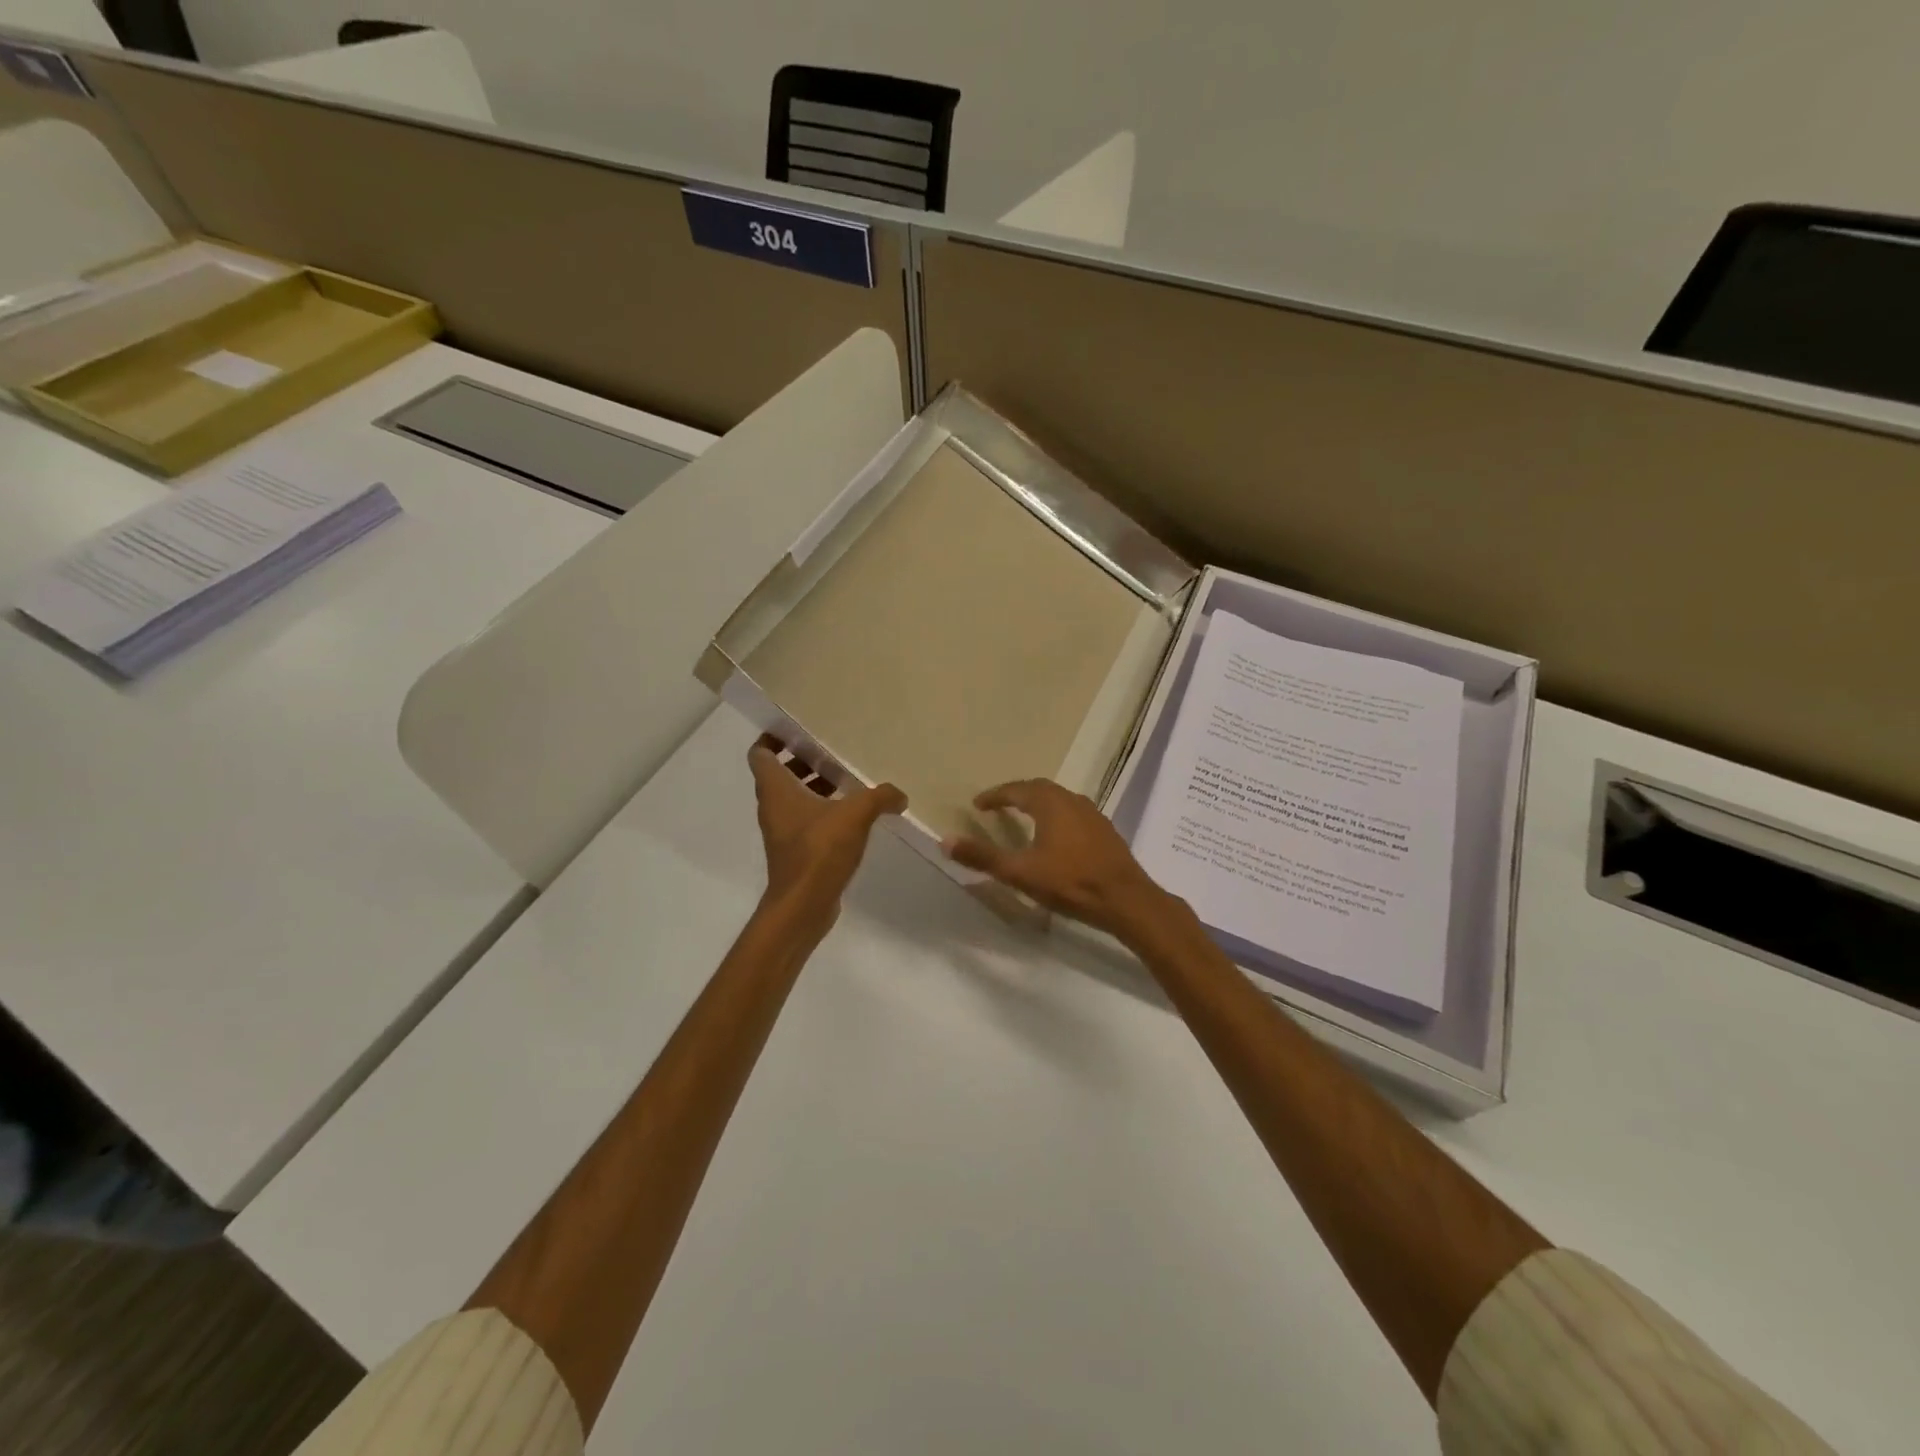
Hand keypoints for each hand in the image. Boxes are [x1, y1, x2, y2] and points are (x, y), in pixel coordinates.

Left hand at [749, 735, 905, 921]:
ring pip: (792, 799)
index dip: (774, 739)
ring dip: (813, 787)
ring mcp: (781, 831)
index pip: (761, 754)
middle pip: (778, 774)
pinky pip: (804, 821)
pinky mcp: (794, 852)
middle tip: (831, 754)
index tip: (798, 731)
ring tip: (846, 782)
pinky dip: (821, 812)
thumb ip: (880, 797)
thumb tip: (900, 795)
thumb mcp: (856, 814)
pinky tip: (851, 816)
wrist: (803, 905)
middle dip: (802, 761)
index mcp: (776, 789)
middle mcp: (772, 807)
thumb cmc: (819, 850)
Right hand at [944, 779, 1174, 940]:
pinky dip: (1057, 816)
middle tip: (998, 805)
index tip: (978, 804)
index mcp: (1049, 803)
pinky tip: (1056, 835)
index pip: (1016, 790)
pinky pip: (1073, 813)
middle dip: (1016, 794)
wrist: (1126, 900)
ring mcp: (1093, 814)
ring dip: (1038, 803)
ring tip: (1024, 816)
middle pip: (1039, 789)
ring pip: (1059, 799)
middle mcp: (1071, 800)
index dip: (995, 796)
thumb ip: (982, 857)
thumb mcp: (1020, 872)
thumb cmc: (1070, 882)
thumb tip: (944, 841)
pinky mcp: (1105, 831)